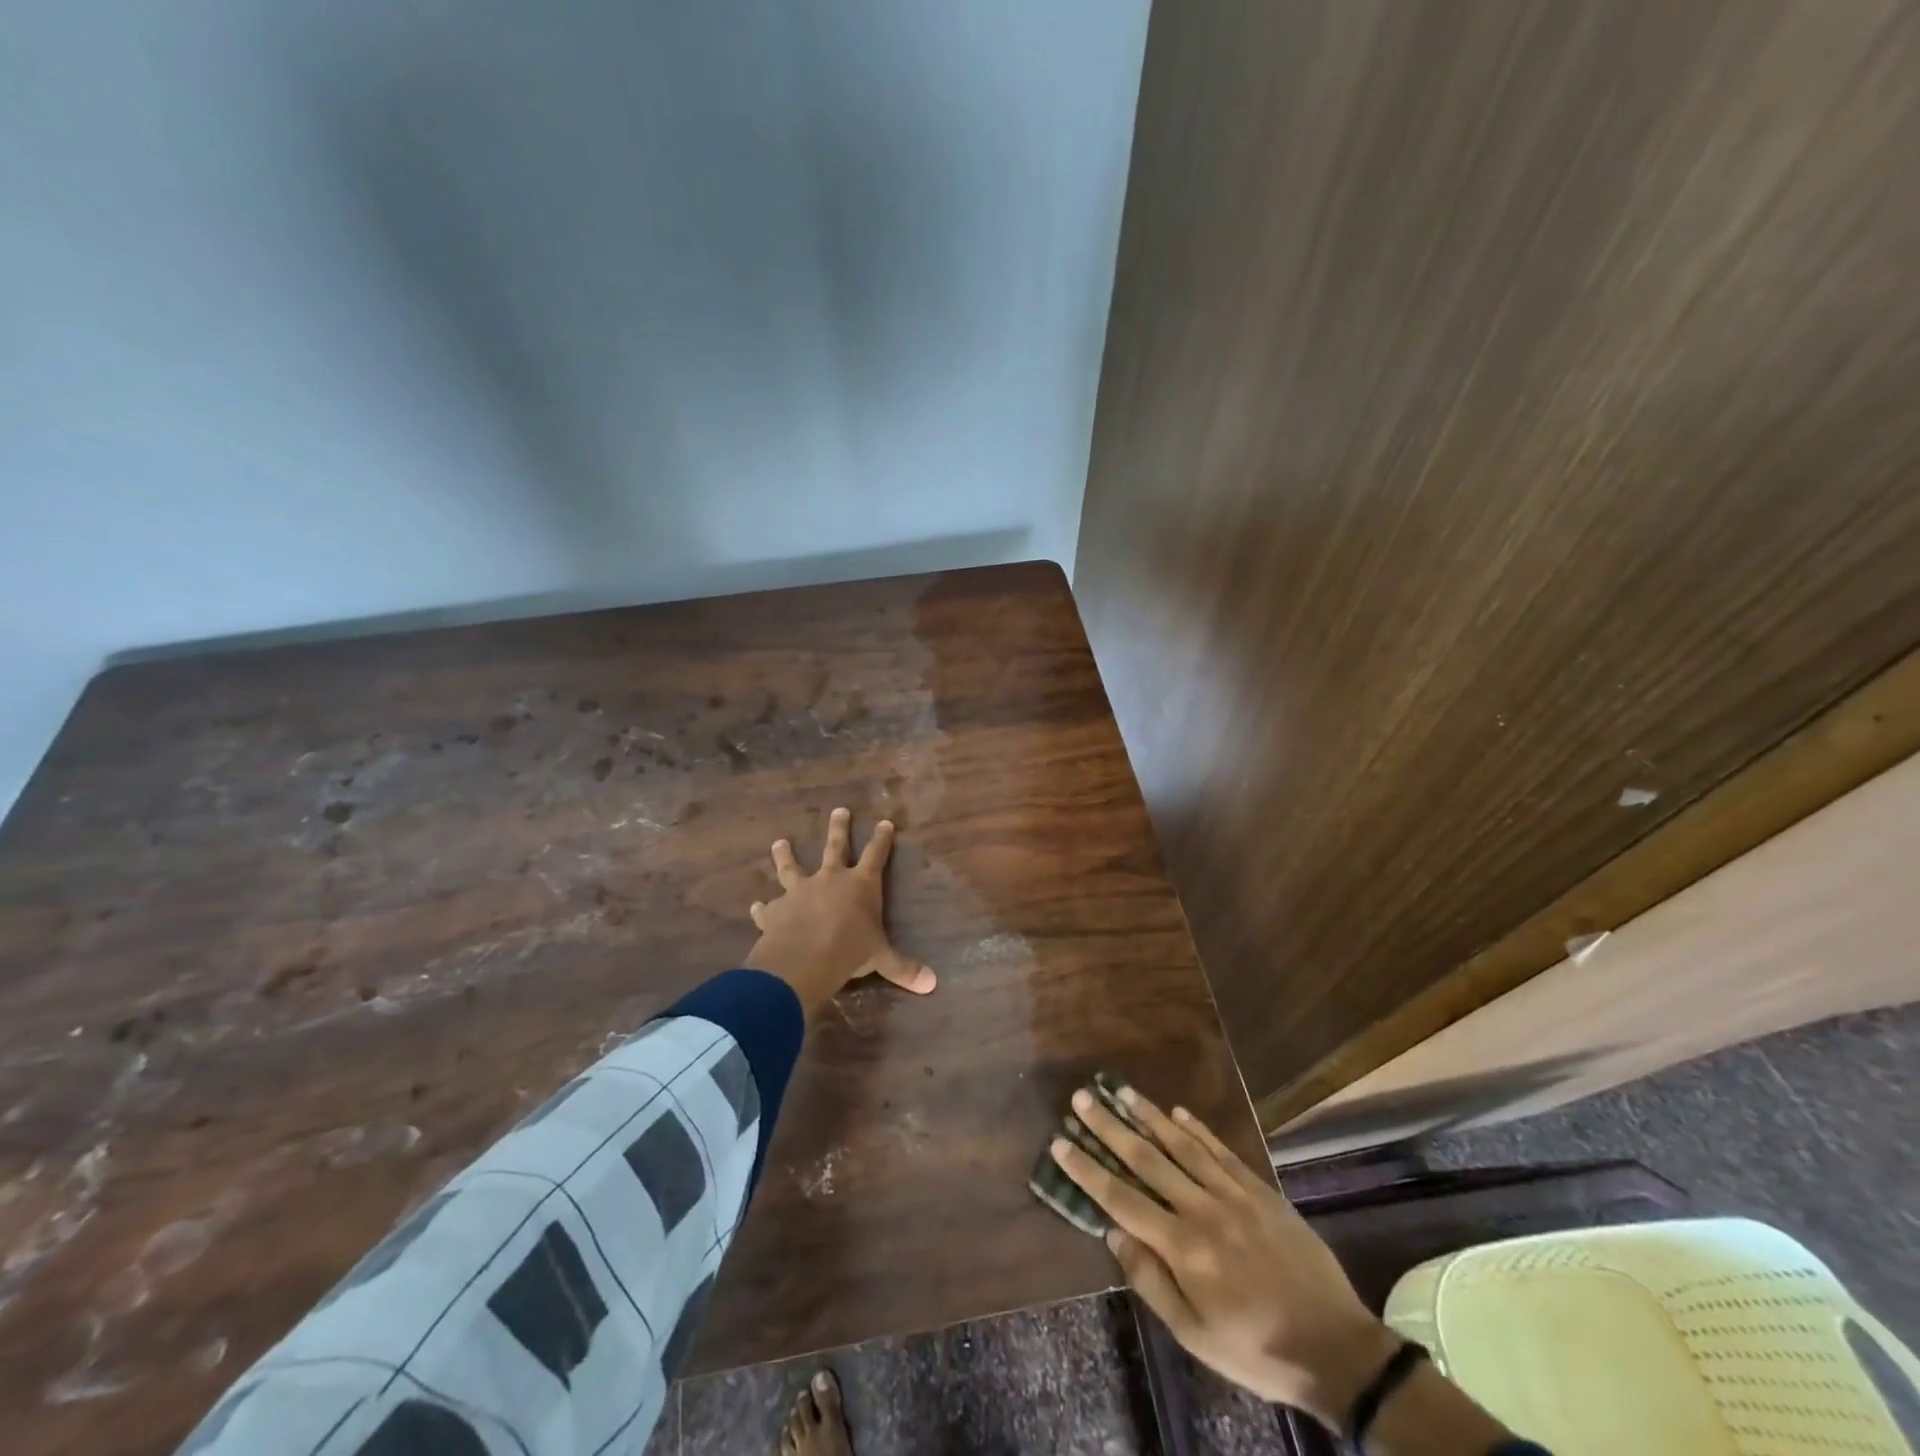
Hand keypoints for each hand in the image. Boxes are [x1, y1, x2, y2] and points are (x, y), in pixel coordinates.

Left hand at [742, 808, 936, 1017]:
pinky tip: (755, 905)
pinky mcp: (776, 910)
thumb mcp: (881, 959)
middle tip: (838, 810)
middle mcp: (830, 879)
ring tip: (779, 842)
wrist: (803, 959)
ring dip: (785, 855)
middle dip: (839, 828)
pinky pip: (767, 907)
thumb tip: (933, 984)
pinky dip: (761, 907)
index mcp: (861, 884)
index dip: (881, 838)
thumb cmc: (850, 951)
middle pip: (835, 847)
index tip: (884, 822)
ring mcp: (800, 891)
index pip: (876, 854)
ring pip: (792, 867)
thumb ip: (904, 968)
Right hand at [1049, 1087, 1398, 1427]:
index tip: (1060, 1141)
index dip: (1087, 1169)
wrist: (1337, 1348)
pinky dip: (1197, 1129)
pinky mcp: (1260, 1190)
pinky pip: (1221, 1151)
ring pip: (1181, 1145)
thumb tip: (1112, 1235)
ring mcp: (1233, 1194)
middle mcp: (1202, 1209)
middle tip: (1082, 1098)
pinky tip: (1177, 1112)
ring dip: (1148, 1116)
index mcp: (1182, 1248)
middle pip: (1146, 1159)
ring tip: (1121, 1091)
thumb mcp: (1195, 1336)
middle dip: (1109, 1127)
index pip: (1121, 1199)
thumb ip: (1150, 1281)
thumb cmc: (1256, 1350)